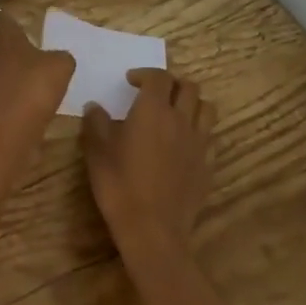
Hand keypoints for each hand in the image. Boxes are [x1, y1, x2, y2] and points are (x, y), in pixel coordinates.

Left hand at [0, 10, 74, 133]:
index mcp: (1, 35)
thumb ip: (59, 58)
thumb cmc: (34, 85)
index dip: (7, 24)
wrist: (9, 127)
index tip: (21, 33)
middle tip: (16, 56)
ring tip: (19, 81)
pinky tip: (17, 102)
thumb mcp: (61, 66)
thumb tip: (57, 59)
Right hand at [83, 69, 213, 255]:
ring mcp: (199, 143)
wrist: (152, 231)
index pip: (158, 77)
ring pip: (207, 108)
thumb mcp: (97, 152)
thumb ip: (96, 123)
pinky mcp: (208, 166)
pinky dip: (199, 132)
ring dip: (192, 103)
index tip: (131, 82)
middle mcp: (181, 120)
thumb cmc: (119, 186)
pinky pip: (211, 137)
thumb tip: (95, 106)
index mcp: (153, 110)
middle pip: (188, 87)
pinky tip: (185, 144)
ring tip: (176, 112)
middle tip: (155, 94)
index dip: (145, 74)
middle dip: (171, 84)